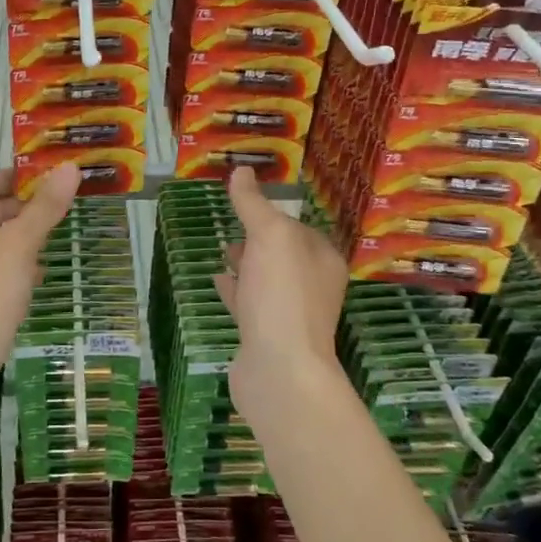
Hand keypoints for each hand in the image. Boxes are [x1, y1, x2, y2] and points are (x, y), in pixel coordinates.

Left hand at [0, 165, 80, 405]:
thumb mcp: (17, 248)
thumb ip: (43, 208)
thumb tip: (69, 168)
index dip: (2, 177)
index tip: (35, 176)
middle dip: (13, 209)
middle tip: (50, 204)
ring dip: (14, 238)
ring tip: (49, 237)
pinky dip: (8, 267)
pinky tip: (35, 277)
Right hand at [214, 166, 348, 415]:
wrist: (280, 370)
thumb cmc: (282, 294)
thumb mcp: (269, 236)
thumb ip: (253, 203)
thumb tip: (242, 171)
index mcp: (322, 260)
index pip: (298, 227)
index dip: (274, 215)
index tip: (247, 204)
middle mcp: (312, 286)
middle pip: (283, 254)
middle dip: (260, 239)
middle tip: (233, 226)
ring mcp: (289, 314)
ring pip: (266, 280)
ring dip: (247, 264)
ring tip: (223, 250)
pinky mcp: (266, 337)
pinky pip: (250, 305)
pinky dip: (235, 290)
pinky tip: (218, 281)